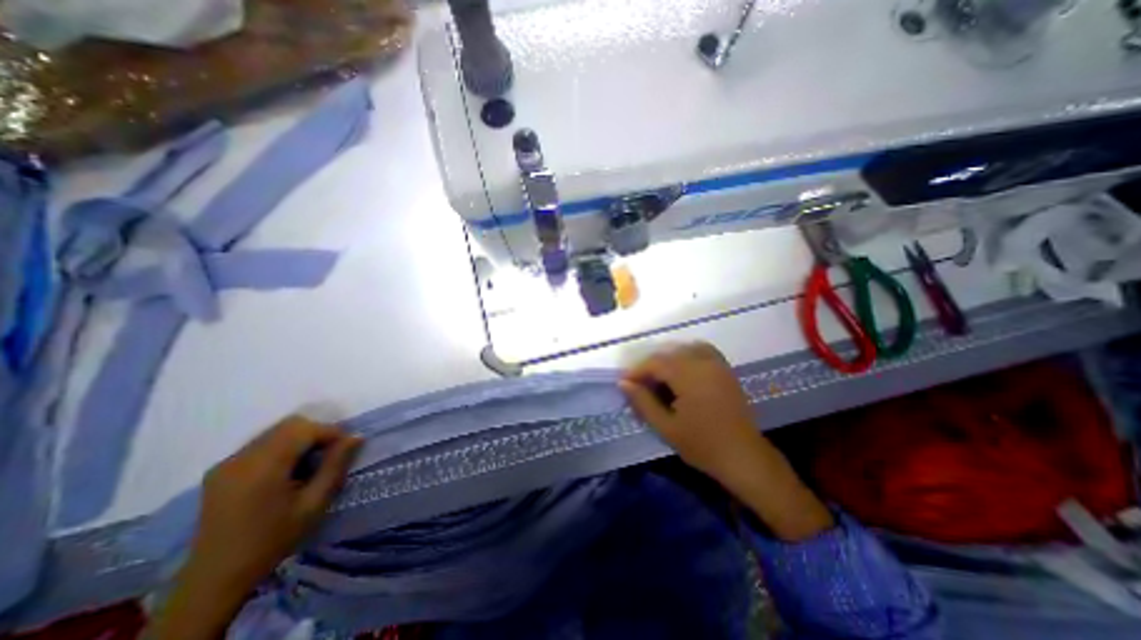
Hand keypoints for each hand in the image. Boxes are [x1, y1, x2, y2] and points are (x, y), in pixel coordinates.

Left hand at [156, 415, 359, 639]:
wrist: (212, 583)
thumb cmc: (271, 544)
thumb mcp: (314, 505)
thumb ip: (337, 466)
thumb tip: (357, 437)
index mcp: (262, 466)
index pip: (305, 428)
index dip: (331, 433)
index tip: (347, 449)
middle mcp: (239, 459)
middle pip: (289, 425)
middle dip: (318, 434)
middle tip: (333, 456)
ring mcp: (225, 466)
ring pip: (275, 434)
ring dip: (302, 441)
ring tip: (314, 465)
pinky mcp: (220, 474)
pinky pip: (262, 447)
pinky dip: (284, 450)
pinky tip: (290, 473)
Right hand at [621, 341, 834, 542]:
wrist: (744, 457)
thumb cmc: (702, 445)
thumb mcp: (666, 427)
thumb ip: (643, 402)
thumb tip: (624, 383)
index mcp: (688, 376)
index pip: (655, 363)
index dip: (637, 371)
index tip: (625, 384)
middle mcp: (703, 362)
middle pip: (668, 354)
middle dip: (650, 367)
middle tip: (641, 387)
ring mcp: (717, 364)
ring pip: (684, 349)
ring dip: (668, 360)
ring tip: (660, 380)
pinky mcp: (726, 369)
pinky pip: (703, 351)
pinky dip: (688, 355)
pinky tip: (683, 372)